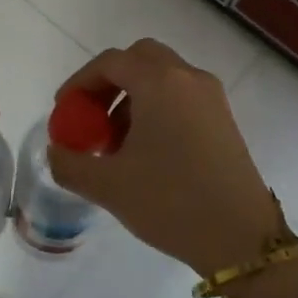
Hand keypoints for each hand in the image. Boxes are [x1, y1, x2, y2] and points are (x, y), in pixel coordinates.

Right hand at [48, 39, 283, 276]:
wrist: (241, 238)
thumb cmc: (170, 202)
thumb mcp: (108, 186)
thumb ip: (69, 163)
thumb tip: (56, 152)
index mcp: (159, 83)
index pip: (110, 63)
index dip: (80, 83)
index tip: (65, 111)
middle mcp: (188, 78)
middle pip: (140, 58)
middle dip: (110, 81)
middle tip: (91, 114)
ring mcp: (211, 97)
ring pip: (163, 76)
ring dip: (133, 95)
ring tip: (116, 140)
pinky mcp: (224, 119)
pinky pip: (182, 95)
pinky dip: (157, 106)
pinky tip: (147, 149)